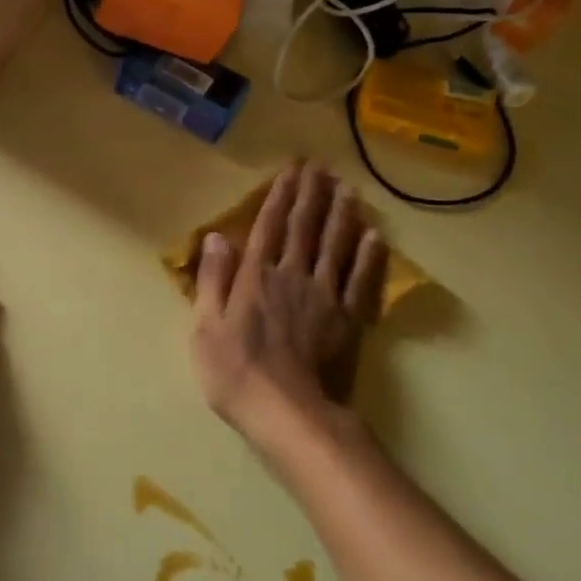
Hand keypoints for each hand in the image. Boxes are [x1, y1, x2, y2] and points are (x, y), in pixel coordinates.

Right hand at [191, 162, 385, 457]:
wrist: (288, 413)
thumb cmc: (235, 371)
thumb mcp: (206, 326)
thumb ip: (214, 279)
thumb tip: (216, 236)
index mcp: (256, 276)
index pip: (269, 227)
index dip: (279, 197)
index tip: (291, 170)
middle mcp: (292, 276)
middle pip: (304, 228)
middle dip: (311, 195)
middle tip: (320, 167)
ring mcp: (325, 297)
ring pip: (335, 246)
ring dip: (341, 214)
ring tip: (347, 188)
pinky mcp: (348, 320)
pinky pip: (361, 280)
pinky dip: (368, 256)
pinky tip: (374, 235)